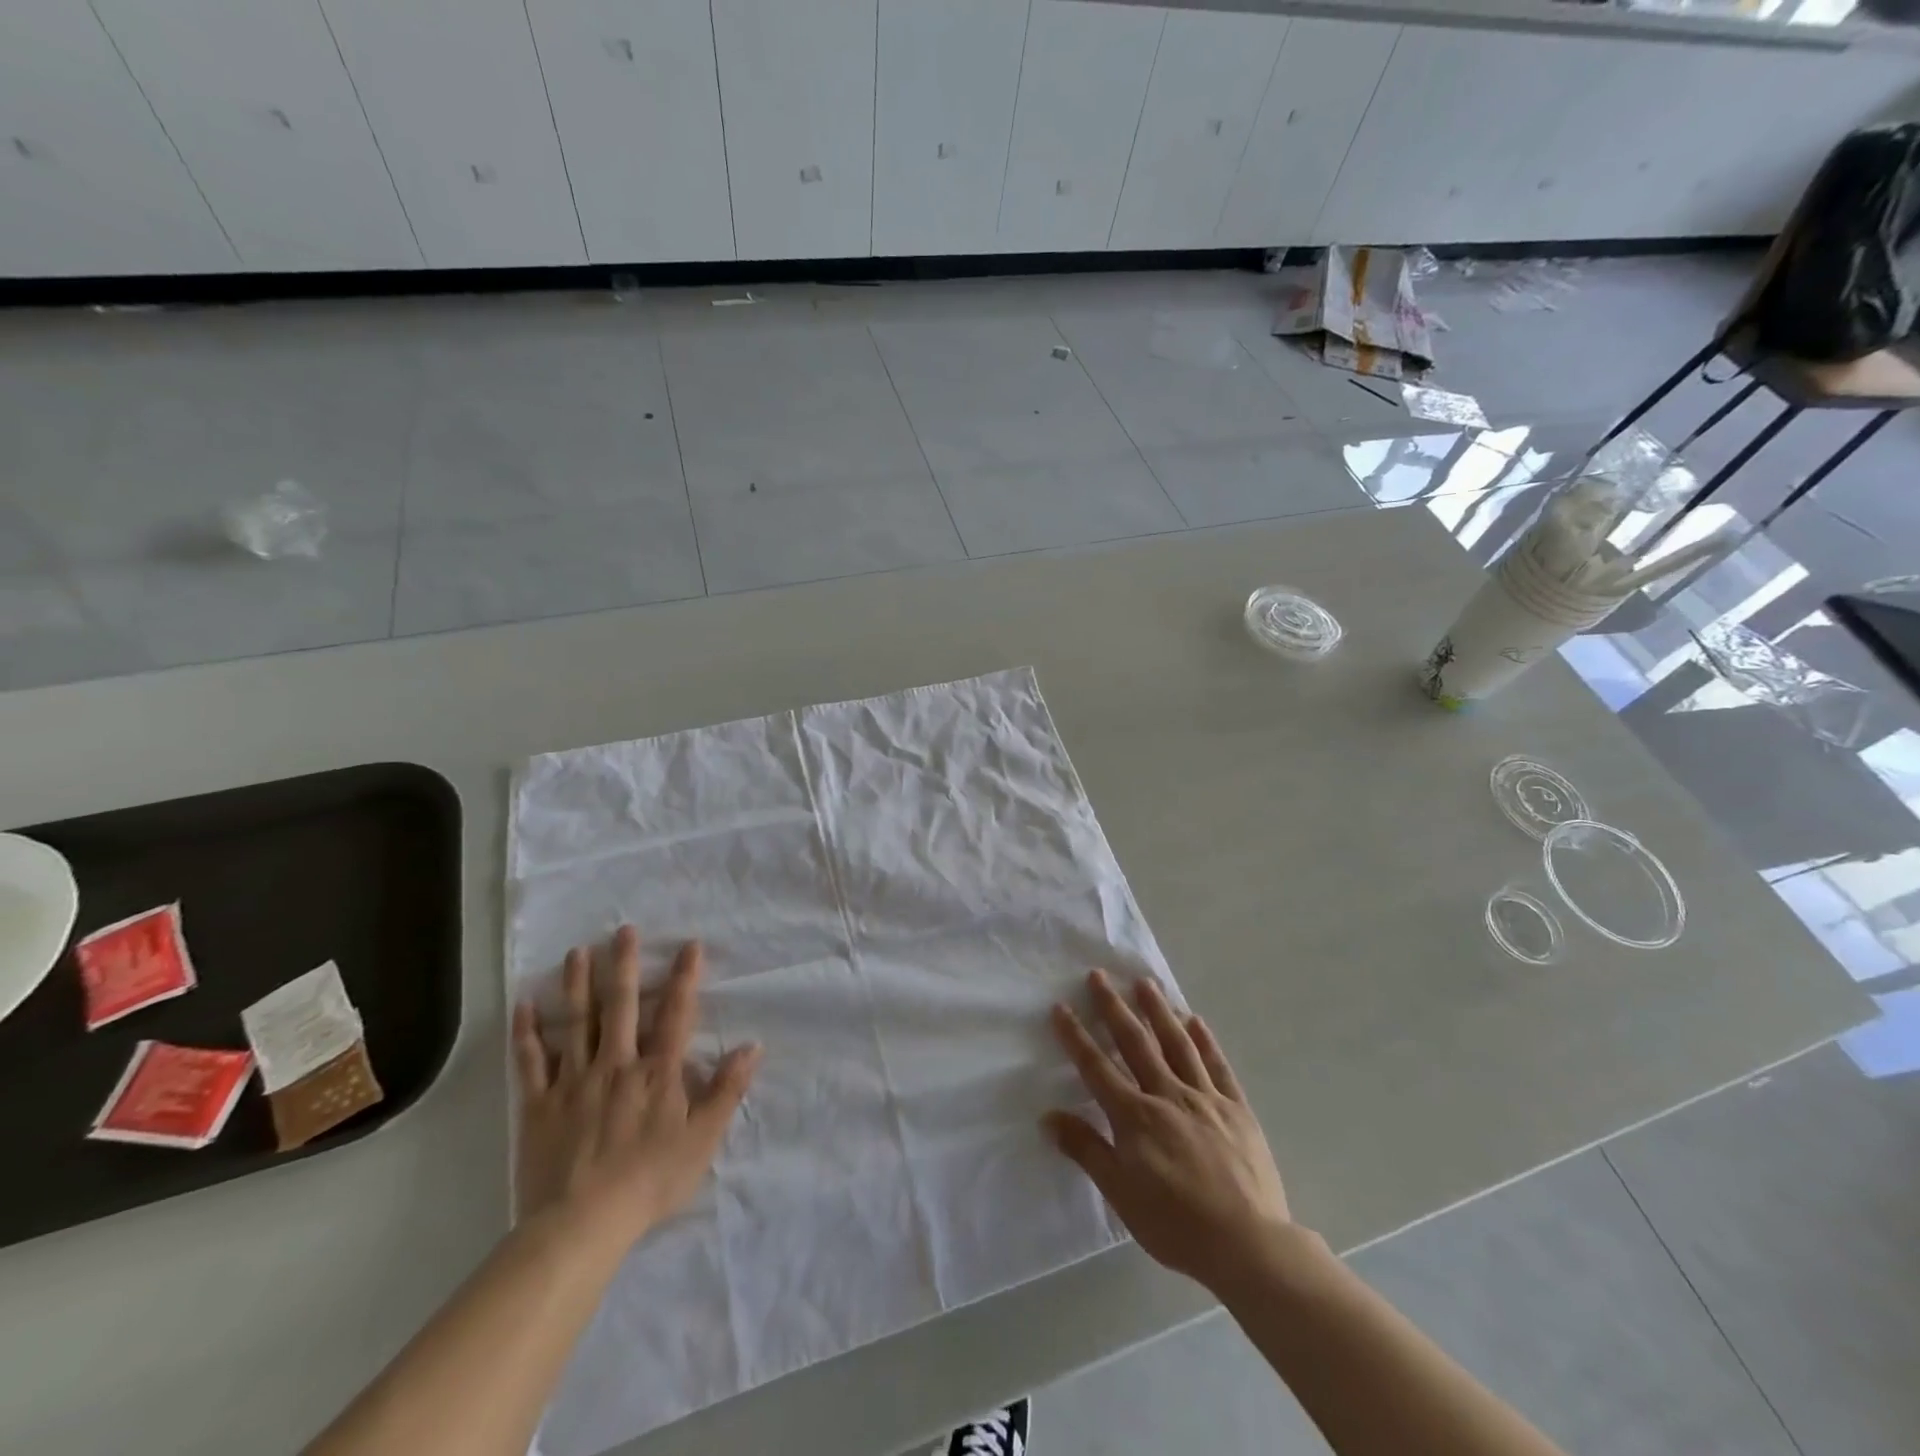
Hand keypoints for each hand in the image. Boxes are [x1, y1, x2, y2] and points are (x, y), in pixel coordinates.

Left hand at [513, 925, 760, 1248]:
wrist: (581, 1225)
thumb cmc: (649, 1181)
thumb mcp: (703, 1139)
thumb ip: (727, 1090)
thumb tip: (753, 1045)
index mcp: (657, 1072)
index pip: (676, 1014)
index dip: (685, 978)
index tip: (690, 945)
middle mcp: (617, 1064)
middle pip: (623, 1006)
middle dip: (625, 965)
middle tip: (623, 930)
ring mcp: (575, 1081)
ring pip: (577, 1022)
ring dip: (578, 984)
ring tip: (578, 951)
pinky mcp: (540, 1105)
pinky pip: (533, 1061)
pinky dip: (528, 1032)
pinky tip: (525, 1004)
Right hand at [1045, 969, 1292, 1293]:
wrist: (1248, 1245)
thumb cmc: (1176, 1224)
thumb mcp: (1121, 1194)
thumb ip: (1086, 1150)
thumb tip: (1048, 1117)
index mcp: (1135, 1117)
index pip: (1097, 1068)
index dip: (1076, 1036)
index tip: (1061, 1006)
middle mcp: (1167, 1095)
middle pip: (1135, 1043)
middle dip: (1114, 1008)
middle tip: (1100, 976)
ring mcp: (1205, 1098)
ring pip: (1177, 1044)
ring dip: (1159, 1011)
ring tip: (1145, 983)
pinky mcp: (1236, 1108)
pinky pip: (1217, 1066)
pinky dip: (1205, 1041)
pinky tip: (1195, 1020)